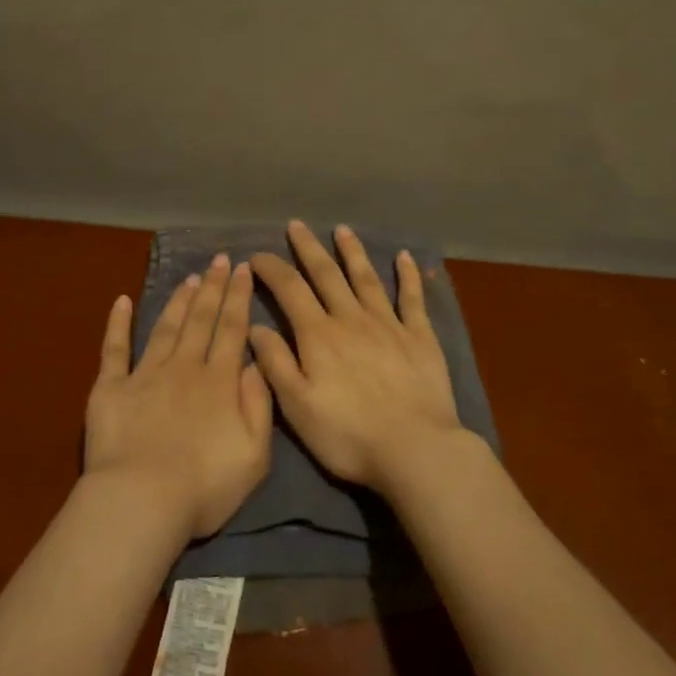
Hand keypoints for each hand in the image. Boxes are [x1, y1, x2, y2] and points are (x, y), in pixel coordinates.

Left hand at [85, 254, 273, 540]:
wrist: (143, 500)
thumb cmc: (205, 486)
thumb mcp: (255, 454)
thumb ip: (259, 405)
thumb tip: (256, 364)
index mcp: (220, 382)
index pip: (233, 330)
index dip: (239, 298)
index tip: (243, 269)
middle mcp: (185, 368)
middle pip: (201, 320)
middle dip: (212, 287)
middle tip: (218, 260)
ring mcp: (145, 374)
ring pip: (166, 327)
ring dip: (178, 300)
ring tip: (189, 278)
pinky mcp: (111, 388)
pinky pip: (114, 349)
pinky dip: (118, 323)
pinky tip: (122, 300)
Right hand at [248, 221, 467, 494]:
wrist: (415, 449)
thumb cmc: (348, 434)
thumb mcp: (297, 406)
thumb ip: (275, 363)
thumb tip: (255, 326)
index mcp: (318, 335)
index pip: (289, 289)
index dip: (271, 268)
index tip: (256, 255)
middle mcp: (351, 319)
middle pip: (327, 274)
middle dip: (309, 249)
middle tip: (297, 226)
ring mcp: (388, 325)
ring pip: (366, 278)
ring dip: (353, 252)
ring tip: (343, 230)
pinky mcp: (420, 338)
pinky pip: (412, 299)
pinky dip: (408, 276)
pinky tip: (405, 257)